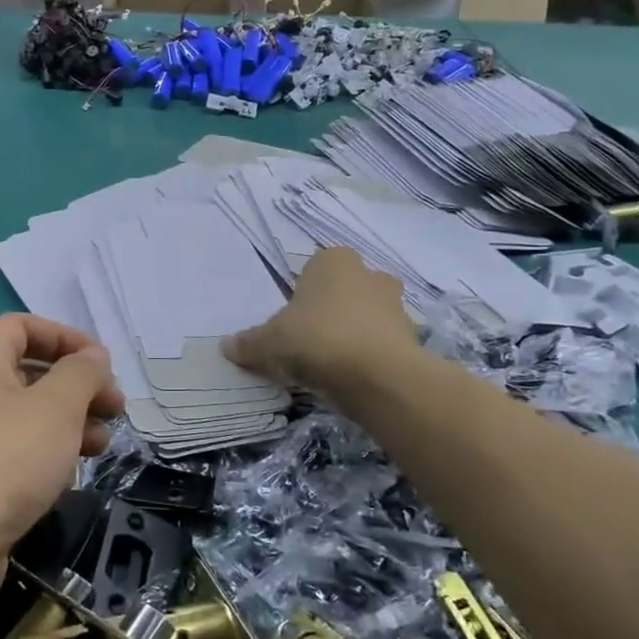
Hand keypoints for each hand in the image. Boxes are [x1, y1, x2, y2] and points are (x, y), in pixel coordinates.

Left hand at [0, 315, 124, 597]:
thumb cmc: (6, 459)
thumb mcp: (57, 407)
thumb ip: (82, 372)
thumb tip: (93, 357)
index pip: (24, 326)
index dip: (68, 338)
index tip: (103, 365)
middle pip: (28, 369)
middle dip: (77, 386)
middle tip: (115, 408)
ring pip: (25, 412)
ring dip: (69, 421)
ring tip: (103, 444)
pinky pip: (13, 446)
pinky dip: (45, 450)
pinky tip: (70, 473)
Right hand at [223, 247, 420, 398]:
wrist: (377, 376)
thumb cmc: (316, 339)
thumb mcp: (269, 343)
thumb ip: (249, 343)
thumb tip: (227, 345)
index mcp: (333, 261)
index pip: (314, 267)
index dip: (302, 293)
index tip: (291, 319)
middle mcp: (369, 274)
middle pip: (345, 289)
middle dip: (331, 309)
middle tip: (309, 339)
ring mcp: (396, 305)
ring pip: (367, 315)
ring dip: (353, 333)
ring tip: (329, 363)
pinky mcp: (412, 338)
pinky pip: (382, 342)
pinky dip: (369, 355)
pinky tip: (350, 376)